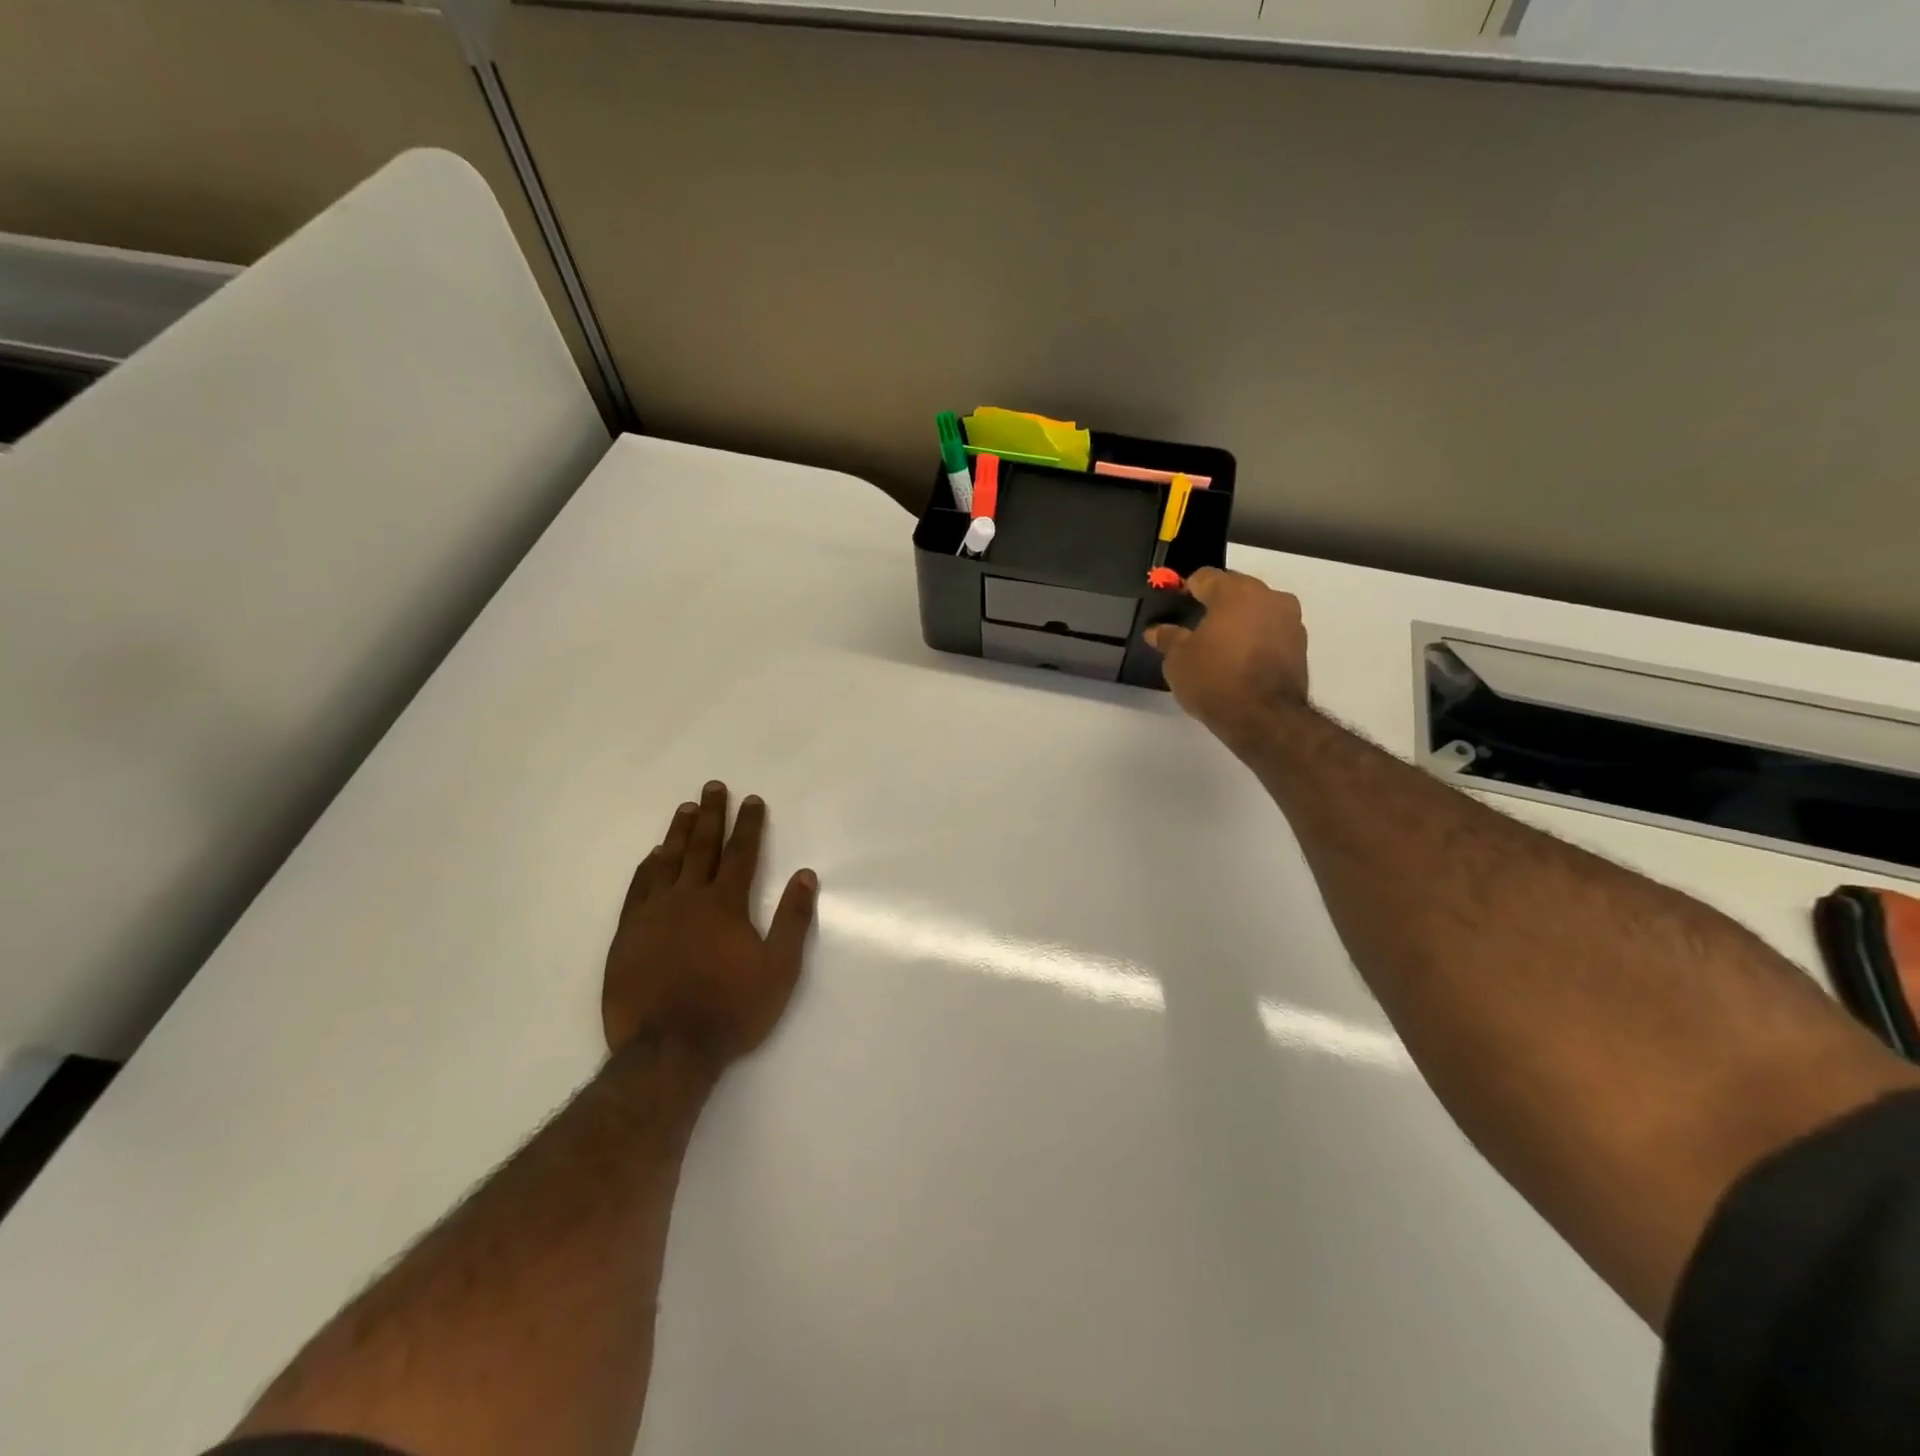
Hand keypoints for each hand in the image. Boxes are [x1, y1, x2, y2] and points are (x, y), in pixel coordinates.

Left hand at [603, 781, 817, 1068]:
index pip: (741, 853)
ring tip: (686, 808)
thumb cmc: (731, 1009)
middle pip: (702, 847)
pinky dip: (647, 868)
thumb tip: (806, 875)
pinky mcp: (627, 935)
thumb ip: (793, 919)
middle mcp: (688, 898)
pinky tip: (652, 856)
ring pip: (668, 861)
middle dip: (712, 815)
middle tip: (713, 786)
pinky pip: (638, 889)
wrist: (667, 1050)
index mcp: (725, 904)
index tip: (752, 799)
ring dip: (679, 832)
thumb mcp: (779, 969)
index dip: (748, 824)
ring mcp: (653, 915)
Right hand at [1143, 567, 1309, 750]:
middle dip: (1216, 602)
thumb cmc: (1215, 680)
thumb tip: (1156, 630)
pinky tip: (1241, 659)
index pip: (1205, 577)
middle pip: (1236, 589)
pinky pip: (1271, 631)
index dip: (1187, 588)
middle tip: (1196, 625)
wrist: (1265, 718)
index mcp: (1235, 592)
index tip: (1176, 603)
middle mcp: (1268, 597)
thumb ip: (1168, 638)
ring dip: (1240, 620)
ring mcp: (1290, 620)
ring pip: (1257, 609)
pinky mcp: (1301, 645)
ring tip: (1221, 644)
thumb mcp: (1178, 661)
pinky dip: (1256, 638)